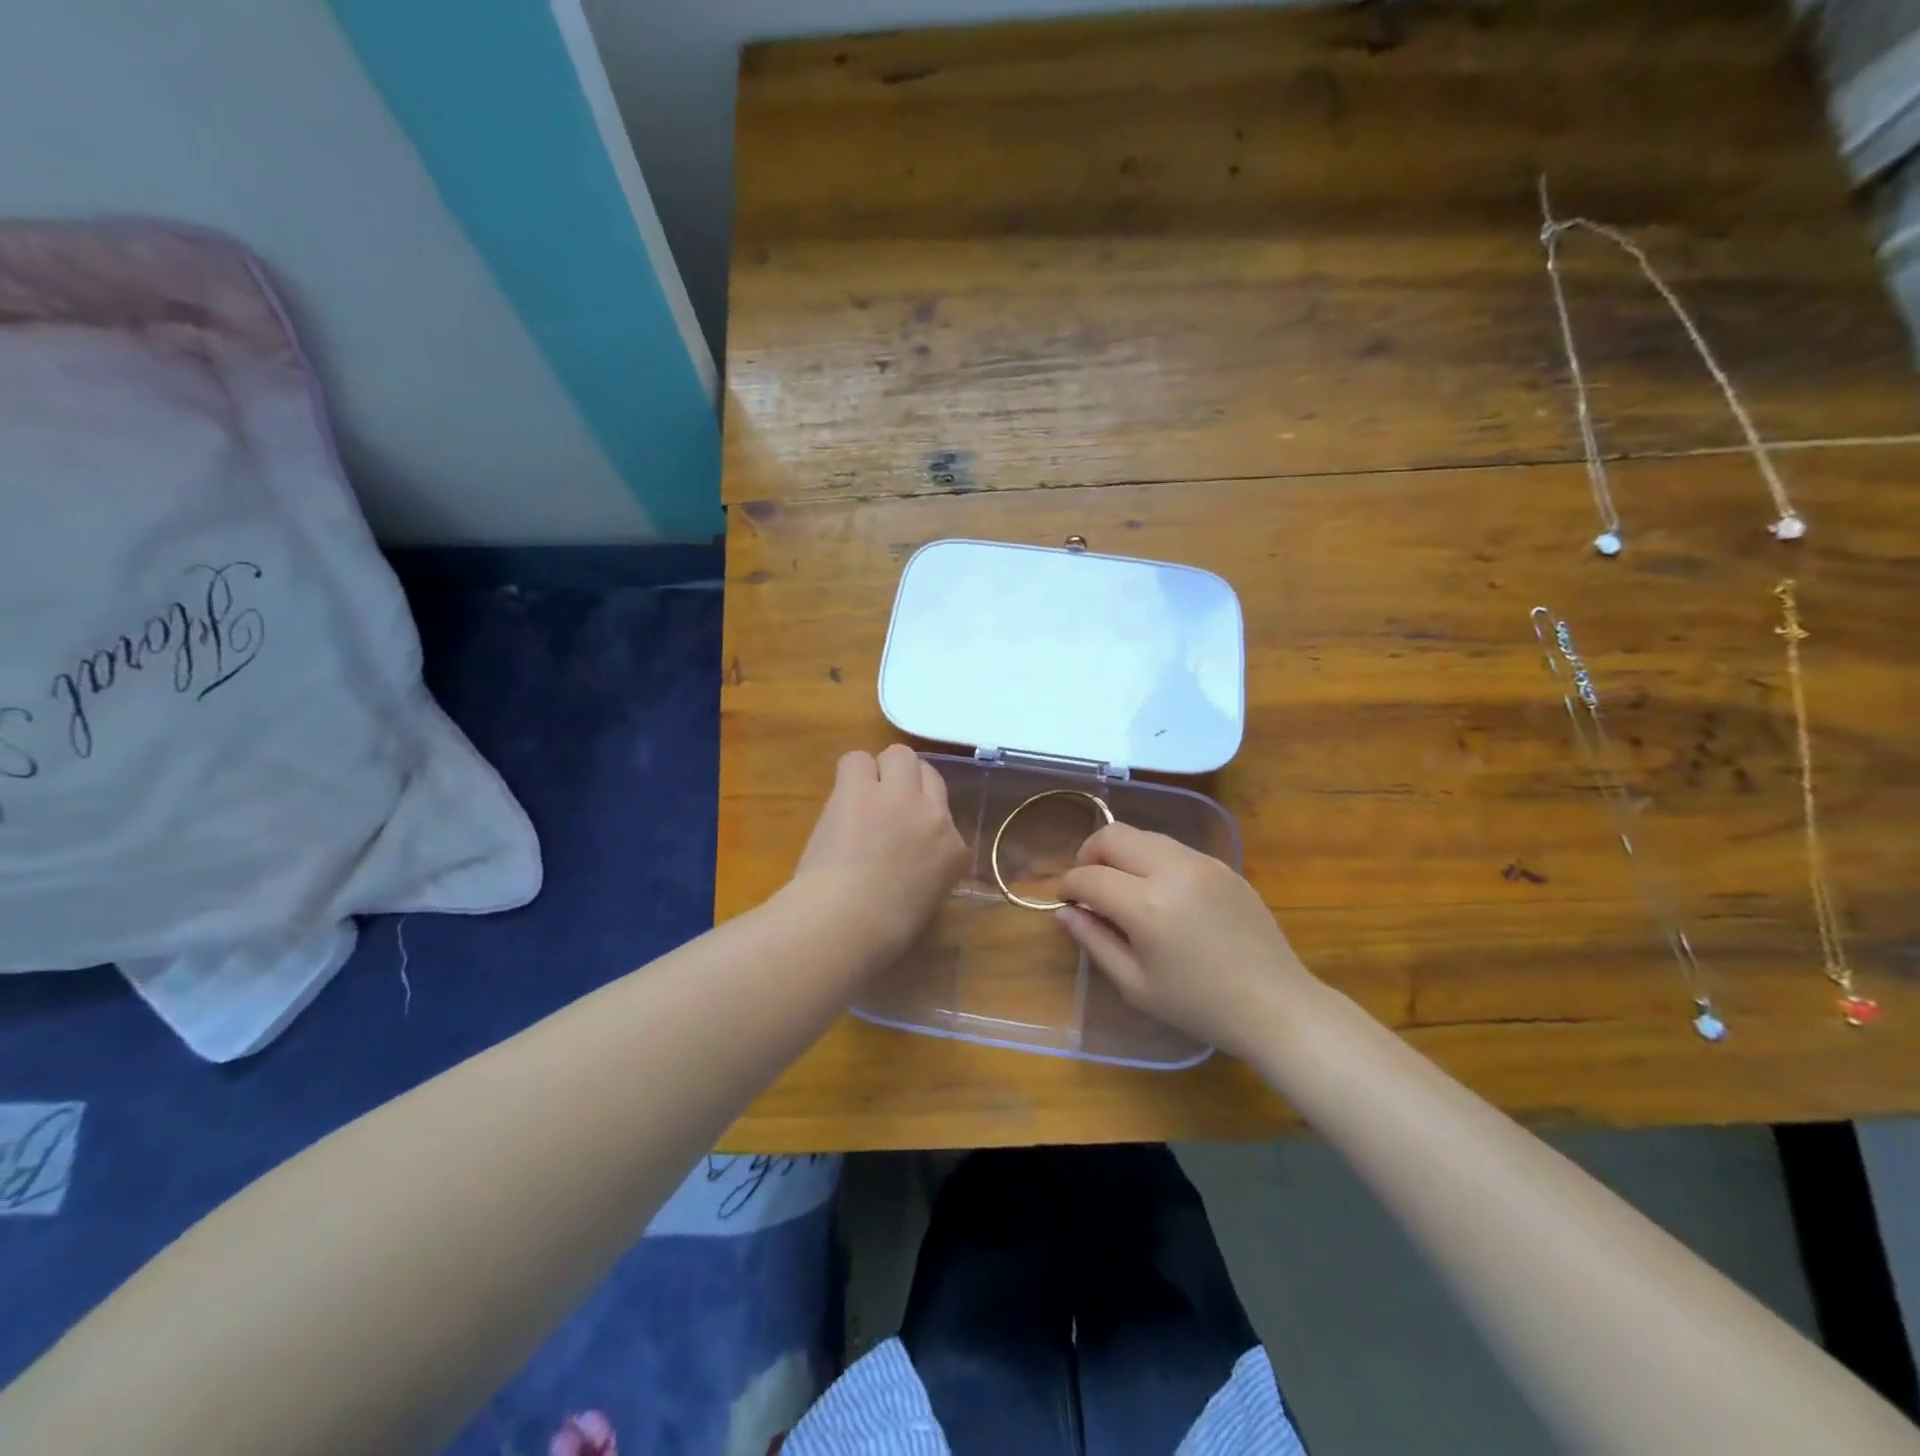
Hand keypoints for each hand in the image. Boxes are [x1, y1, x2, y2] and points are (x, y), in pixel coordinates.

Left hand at [791, 745, 970, 963]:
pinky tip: (842, 798)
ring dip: (881, 771)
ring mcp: (899, 797)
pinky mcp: (861, 789)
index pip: (947, 816)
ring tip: (861, 796)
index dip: (922, 819)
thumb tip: (906, 865)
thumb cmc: (882, 932)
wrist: (847, 922)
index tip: (904, 835)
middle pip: (929, 774)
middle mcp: (935, 816)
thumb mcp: (924, 902)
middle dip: (909, 785)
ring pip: (899, 755)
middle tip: (883, 806)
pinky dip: (850, 775)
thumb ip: (926, 873)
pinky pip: (857, 760)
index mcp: (954, 852)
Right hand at [1056, 824, 1315, 1059]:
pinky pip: (1173, 847)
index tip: (1063, 900)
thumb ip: (1094, 941)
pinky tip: (1157, 892)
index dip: (1067, 885)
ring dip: (1120, 853)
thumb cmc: (1199, 1005)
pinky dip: (1151, 858)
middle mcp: (1172, 869)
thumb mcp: (1135, 985)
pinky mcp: (1222, 865)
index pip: (1089, 876)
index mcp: (1147, 905)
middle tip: (1087, 885)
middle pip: (1113, 835)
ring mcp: (1201, 862)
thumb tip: (1065, 911)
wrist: (1276, 1005)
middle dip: (1088, 854)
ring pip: (1143, 834)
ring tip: (1120, 886)